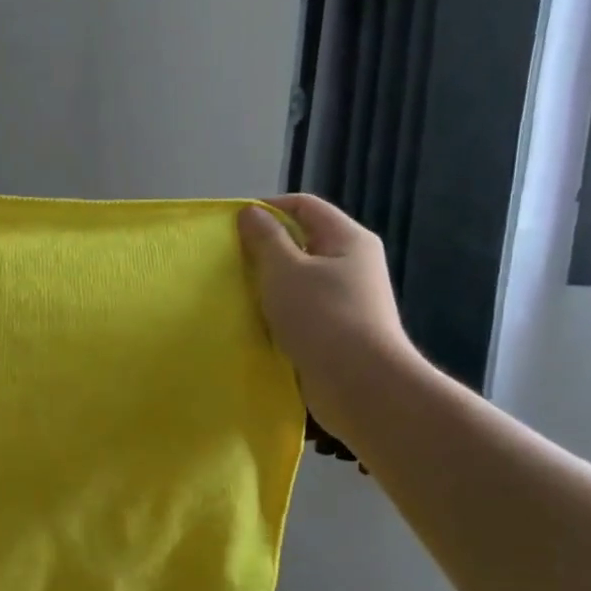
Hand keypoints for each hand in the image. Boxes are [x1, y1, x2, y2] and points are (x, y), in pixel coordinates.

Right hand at [237, 194, 423, 440]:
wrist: (360, 384)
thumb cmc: (322, 317)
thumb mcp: (285, 270)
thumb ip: (265, 238)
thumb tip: (251, 213)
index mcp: (347, 239)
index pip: (304, 206)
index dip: (268, 208)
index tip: (232, 225)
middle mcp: (352, 263)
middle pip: (303, 241)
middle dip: (265, 247)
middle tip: (230, 260)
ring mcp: (347, 299)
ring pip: (300, 278)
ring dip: (270, 282)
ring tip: (238, 291)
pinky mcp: (337, 329)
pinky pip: (302, 308)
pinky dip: (279, 310)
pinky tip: (257, 321)